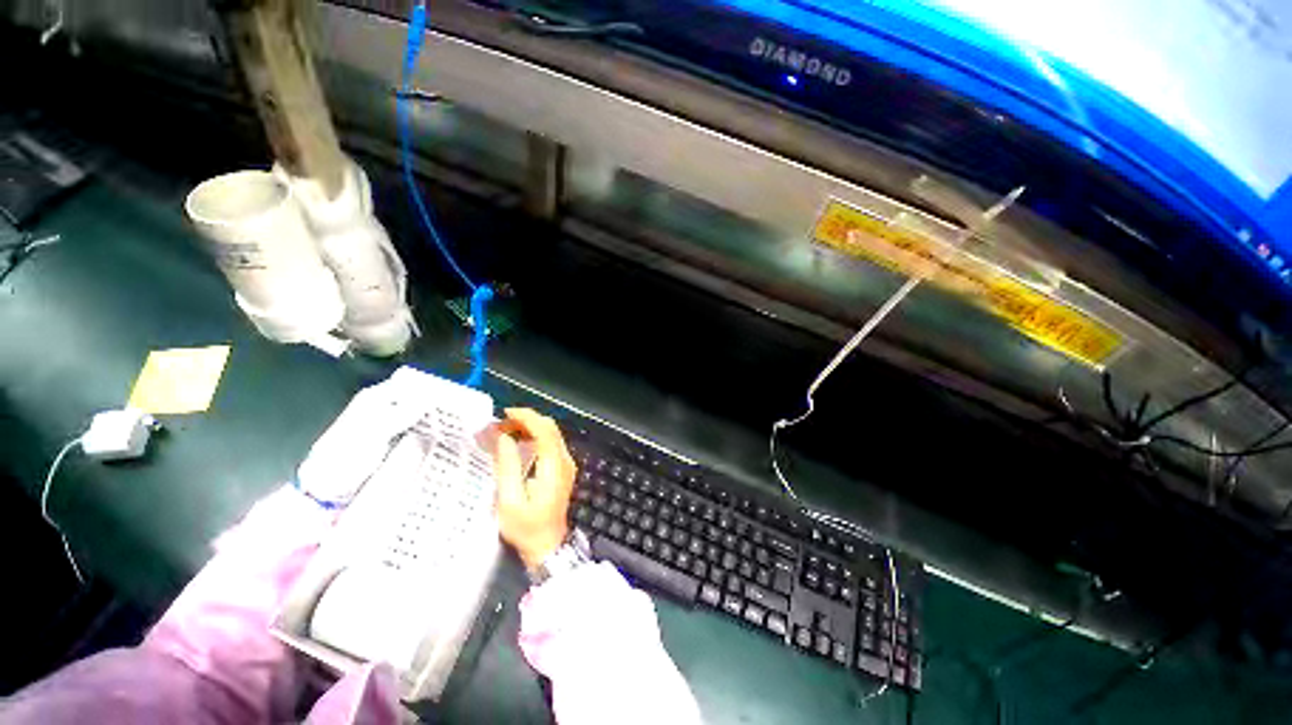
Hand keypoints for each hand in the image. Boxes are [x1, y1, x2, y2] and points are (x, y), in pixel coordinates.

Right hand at [495, 408, 576, 569]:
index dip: (527, 418)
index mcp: (554, 467)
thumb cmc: (526, 528)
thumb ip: (507, 467)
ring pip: (552, 434)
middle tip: (501, 424)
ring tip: (505, 431)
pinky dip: (535, 437)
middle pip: (550, 429)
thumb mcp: (510, 501)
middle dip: (526, 420)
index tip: (506, 414)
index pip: (545, 431)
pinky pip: (551, 444)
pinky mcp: (563, 469)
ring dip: (530, 427)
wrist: (548, 546)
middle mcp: (564, 461)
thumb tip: (503, 438)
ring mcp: (566, 464)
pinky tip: (518, 442)